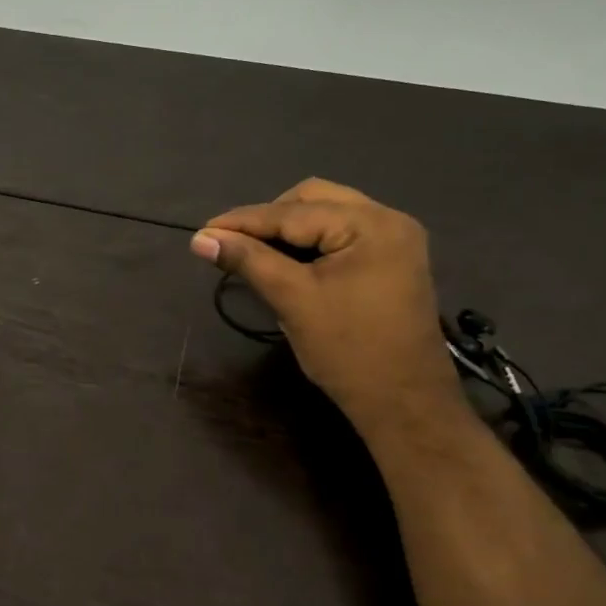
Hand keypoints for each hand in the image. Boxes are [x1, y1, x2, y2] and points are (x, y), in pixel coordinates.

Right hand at [191, 178, 462, 423]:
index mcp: (371, 225)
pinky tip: (286, 262)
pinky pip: (341, 235)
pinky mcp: (392, 262)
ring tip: (255, 253)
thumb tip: (200, 240)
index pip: (292, 212)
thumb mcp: (293, 300)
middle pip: (313, 199)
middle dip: (269, 219)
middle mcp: (388, 220)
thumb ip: (247, 261)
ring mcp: (395, 241)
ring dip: (289, 229)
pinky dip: (310, 243)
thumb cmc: (349, 352)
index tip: (202, 232)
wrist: (405, 406)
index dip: (242, 221)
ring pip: (327, 215)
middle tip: (233, 244)